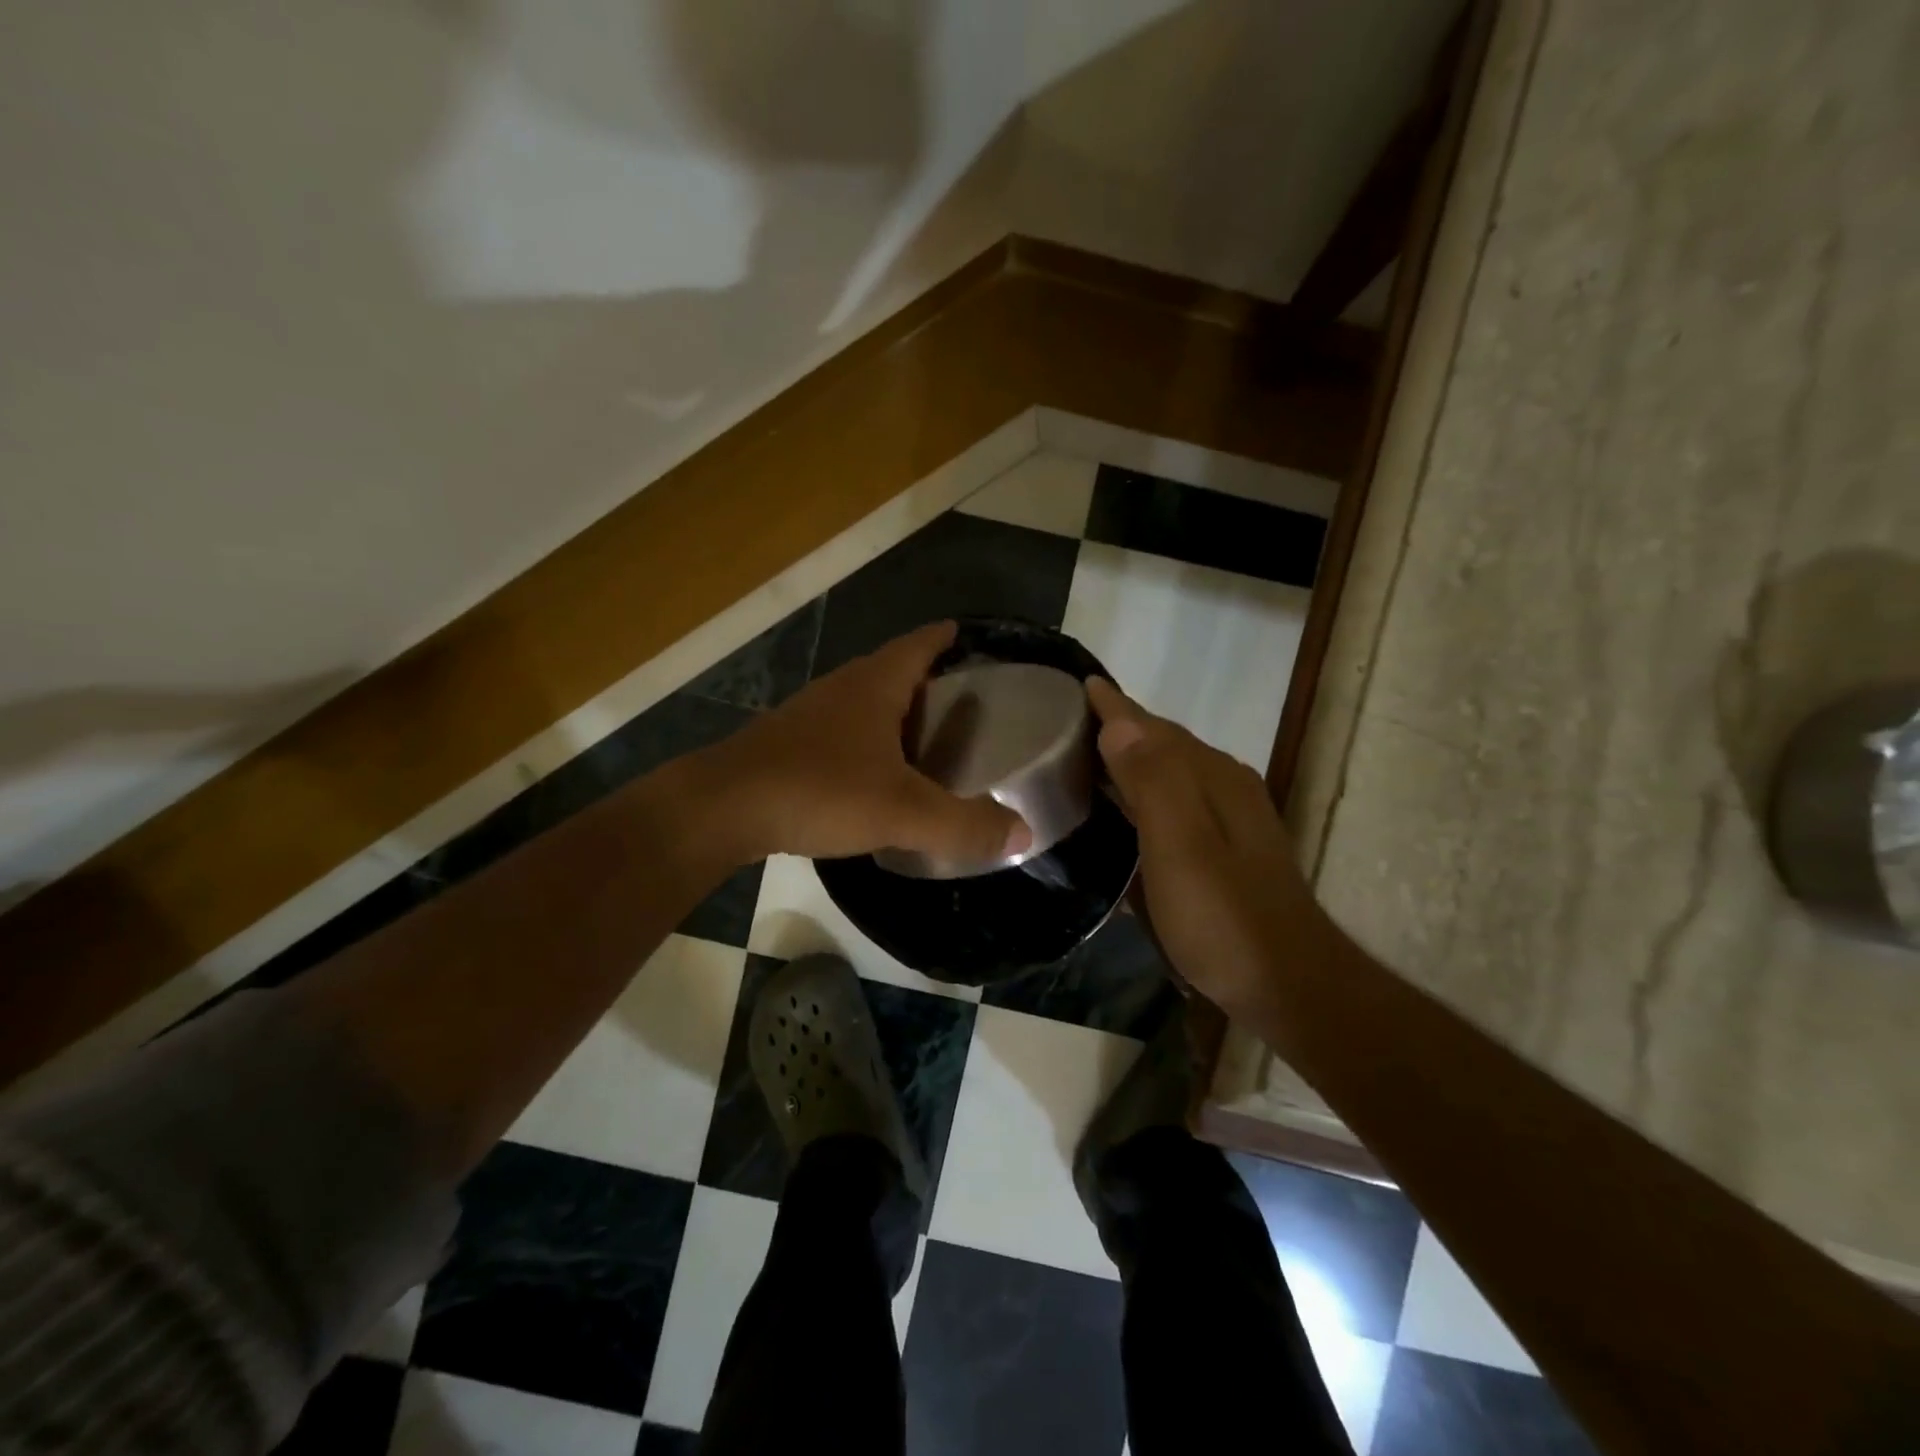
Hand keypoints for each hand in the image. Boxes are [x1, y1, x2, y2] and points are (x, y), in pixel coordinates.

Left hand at [696, 621, 1031, 864]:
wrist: (723, 808)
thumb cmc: (819, 790)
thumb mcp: (903, 811)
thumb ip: (964, 823)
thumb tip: (1024, 832)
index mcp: (875, 685)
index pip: (921, 644)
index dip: (947, 638)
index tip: (970, 637)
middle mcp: (843, 688)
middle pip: (894, 670)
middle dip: (929, 680)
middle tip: (966, 706)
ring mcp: (811, 715)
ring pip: (865, 703)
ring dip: (896, 713)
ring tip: (928, 741)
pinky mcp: (789, 744)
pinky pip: (841, 732)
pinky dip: (868, 742)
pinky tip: (875, 774)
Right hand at [1086, 678, 1320, 1017]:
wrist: (1288, 985)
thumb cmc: (1224, 919)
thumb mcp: (1181, 847)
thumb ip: (1153, 782)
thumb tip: (1119, 723)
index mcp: (1212, 778)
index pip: (1152, 729)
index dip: (1116, 707)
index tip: (1082, 684)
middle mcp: (1226, 787)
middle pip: (1165, 744)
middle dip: (1123, 727)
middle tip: (1073, 722)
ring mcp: (1232, 819)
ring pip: (1173, 772)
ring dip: (1134, 758)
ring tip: (1091, 758)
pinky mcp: (1229, 849)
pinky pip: (1179, 800)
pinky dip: (1148, 791)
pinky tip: (1131, 810)